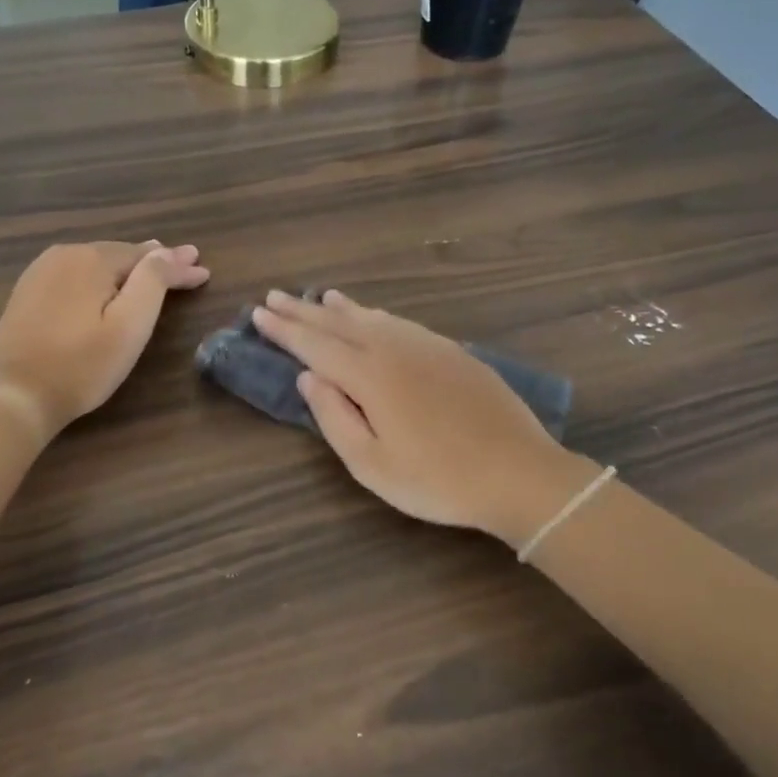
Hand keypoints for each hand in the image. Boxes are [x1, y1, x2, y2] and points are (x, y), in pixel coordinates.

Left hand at [0, 241, 209, 436]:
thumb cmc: (81, 366)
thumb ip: (152, 282)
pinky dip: (100, 276)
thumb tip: (168, 251)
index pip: (147, 257)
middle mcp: (64, 255)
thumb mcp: (129, 326)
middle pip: (121, 254)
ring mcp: (40, 272)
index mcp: (91, 259)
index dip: (178, 266)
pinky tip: (108, 282)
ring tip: (153, 265)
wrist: (13, 396)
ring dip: (127, 266)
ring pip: (96, 262)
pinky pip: (75, 274)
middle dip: (154, 261)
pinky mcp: (28, 292)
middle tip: (185, 263)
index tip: (204, 271)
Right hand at [252, 290, 595, 547]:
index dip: (284, 330)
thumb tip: (308, 377)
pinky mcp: (452, 352)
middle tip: (274, 296)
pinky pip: (400, 323)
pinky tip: (374, 316)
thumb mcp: (372, 464)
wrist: (519, 472)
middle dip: (303, 311)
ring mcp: (427, 346)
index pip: (315, 345)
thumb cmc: (438, 480)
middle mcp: (394, 349)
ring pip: (372, 317)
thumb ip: (334, 417)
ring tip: (318, 297)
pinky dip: (376, 315)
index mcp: (369, 376)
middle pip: (339, 323)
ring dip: (340, 308)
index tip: (258, 314)